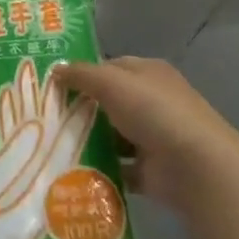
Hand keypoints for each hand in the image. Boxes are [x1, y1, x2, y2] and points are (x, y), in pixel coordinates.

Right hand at [52, 57, 238, 217]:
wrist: (196, 167)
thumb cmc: (154, 112)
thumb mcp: (111, 82)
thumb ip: (82, 74)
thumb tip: (55, 70)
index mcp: (148, 73)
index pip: (110, 67)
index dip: (83, 73)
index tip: (52, 84)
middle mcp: (152, 102)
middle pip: (108, 102)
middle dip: (79, 108)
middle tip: (43, 116)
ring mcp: (152, 137)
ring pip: (110, 135)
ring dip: (86, 141)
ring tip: (49, 145)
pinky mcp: (149, 170)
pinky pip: (117, 167)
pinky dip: (99, 170)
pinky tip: (71, 171)